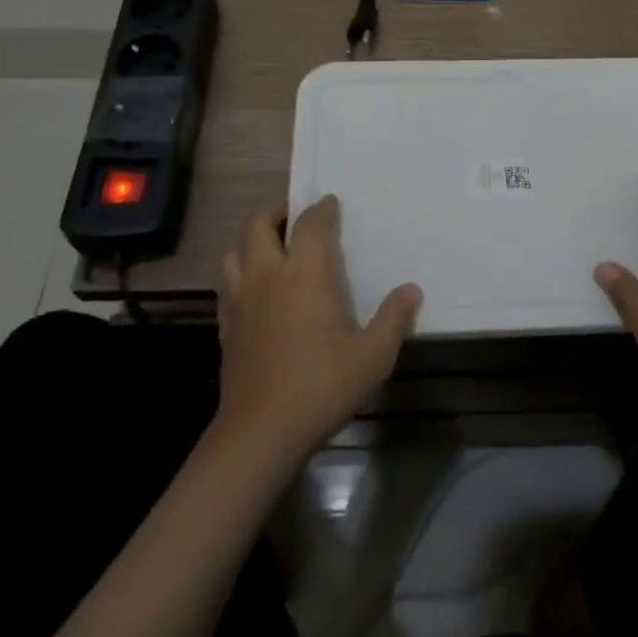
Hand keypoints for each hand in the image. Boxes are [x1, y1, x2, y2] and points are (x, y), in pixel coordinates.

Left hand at [215, 196, 420, 466]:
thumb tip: (412, 290)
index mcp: (305, 273)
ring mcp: (241, 300)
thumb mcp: (373, 356)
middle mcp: (268, 275)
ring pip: (234, 252)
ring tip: (270, 248)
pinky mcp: (226, 326)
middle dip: (277, 213)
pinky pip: (227, 285)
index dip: (322, 209)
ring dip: (251, 242)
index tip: (331, 203)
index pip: (311, 225)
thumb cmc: (321, 387)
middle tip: (294, 216)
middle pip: (259, 225)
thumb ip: (394, 319)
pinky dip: (239, 274)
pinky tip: (254, 291)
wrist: (260, 434)